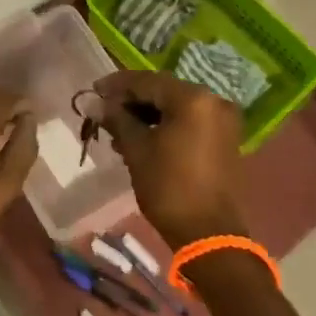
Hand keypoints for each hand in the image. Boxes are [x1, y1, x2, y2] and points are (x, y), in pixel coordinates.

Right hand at [95, 70, 243, 244]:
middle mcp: (213, 101)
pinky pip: (188, 122)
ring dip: (146, 115)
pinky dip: (164, 126)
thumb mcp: (136, 149)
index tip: (93, 91)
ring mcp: (222, 121)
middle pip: (163, 91)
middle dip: (131, 101)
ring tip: (117, 132)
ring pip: (175, 107)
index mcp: (193, 98)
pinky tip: (140, 140)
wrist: (209, 234)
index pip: (147, 81)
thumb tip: (91, 101)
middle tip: (103, 113)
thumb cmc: (169, 187)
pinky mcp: (224, 139)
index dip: (116, 85)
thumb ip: (115, 119)